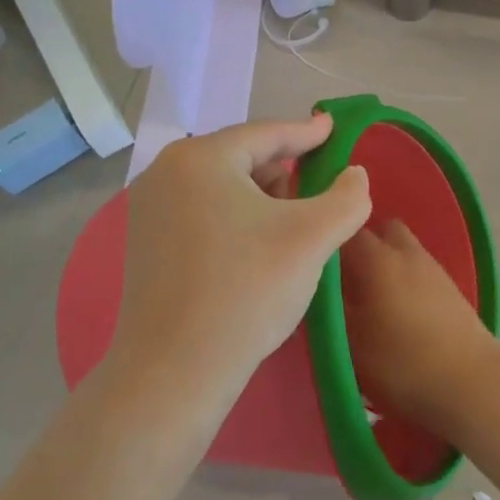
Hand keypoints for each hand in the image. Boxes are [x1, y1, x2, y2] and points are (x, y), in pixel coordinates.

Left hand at [112, 115, 370, 409]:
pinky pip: (201, 212)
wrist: (175, 371)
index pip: (266, 133)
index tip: (333, 128)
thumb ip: (347, 197)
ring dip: (261, 197)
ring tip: (291, 223)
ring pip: (221, 186)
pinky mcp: (145, 243)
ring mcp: (148, 209)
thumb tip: (354, 174)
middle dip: (283, 171)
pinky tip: (256, 247)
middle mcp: (165, 172)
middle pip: (241, 157)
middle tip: (317, 190)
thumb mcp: (312, 238)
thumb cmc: (247, 291)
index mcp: (200, 158)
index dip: (307, 133)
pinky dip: (235, 218)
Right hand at [339, 219, 499, 440]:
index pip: (346, 231)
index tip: (314, 265)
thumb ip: (331, 308)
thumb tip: (319, 287)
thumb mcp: (349, 342)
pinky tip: (401, 313)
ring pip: (404, 251)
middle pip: (381, 231)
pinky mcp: (451, 290)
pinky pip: (420, 272)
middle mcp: (406, 253)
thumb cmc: (401, 363)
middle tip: (346, 280)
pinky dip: (407, 282)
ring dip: (387, 265)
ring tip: (373, 299)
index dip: (329, 244)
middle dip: (363, 248)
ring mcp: (434, 269)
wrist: (471, 383)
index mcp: (377, 259)